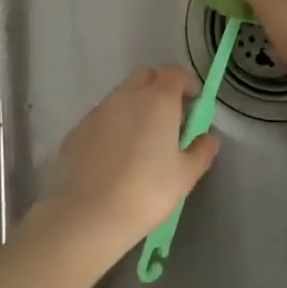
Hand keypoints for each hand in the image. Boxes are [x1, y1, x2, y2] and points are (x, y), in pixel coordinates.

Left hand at [42, 65, 219, 255]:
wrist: (90, 215)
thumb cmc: (147, 191)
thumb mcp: (185, 176)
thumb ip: (201, 151)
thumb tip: (209, 138)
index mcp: (157, 100)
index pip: (174, 73)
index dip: (186, 83)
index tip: (193, 103)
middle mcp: (126, 96)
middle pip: (146, 76)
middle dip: (160, 88)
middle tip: (169, 118)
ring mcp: (98, 111)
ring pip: (121, 96)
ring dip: (135, 106)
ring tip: (141, 140)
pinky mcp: (77, 129)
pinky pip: (101, 118)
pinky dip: (113, 126)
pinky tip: (114, 156)